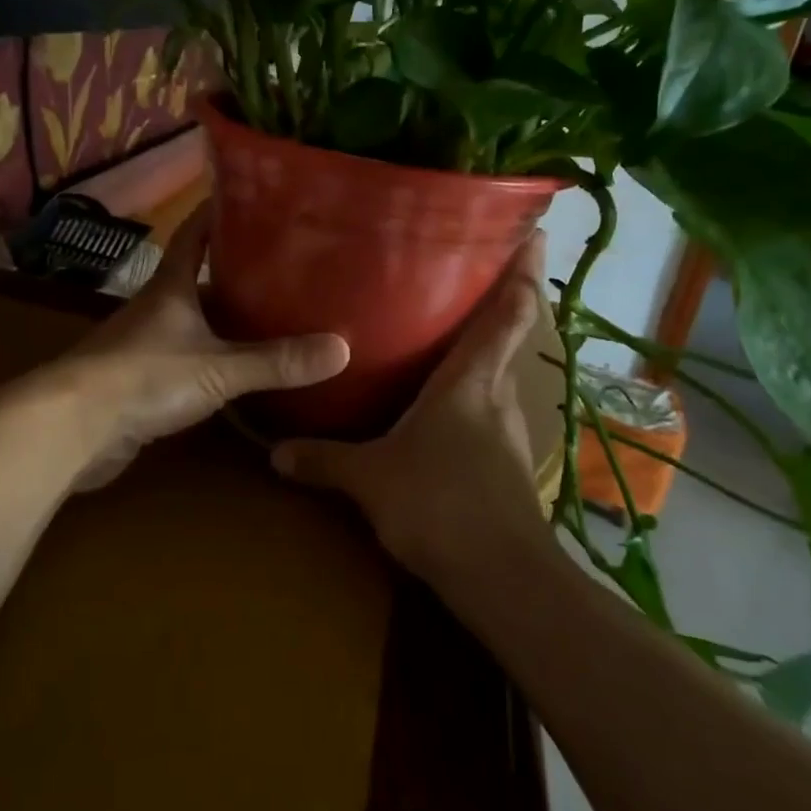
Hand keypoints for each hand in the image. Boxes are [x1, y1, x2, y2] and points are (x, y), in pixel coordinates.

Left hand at [62, 204, 349, 487]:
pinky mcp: (141, 379)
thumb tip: (342, 348)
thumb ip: (276, 361)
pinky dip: (213, 355)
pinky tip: (239, 367)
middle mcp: (157, 306)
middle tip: (285, 265)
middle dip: (237, 269)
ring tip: (274, 314)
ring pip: (194, 318)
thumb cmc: (145, 377)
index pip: (194, 232)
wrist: (74, 427)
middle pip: (199, 276)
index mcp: (171, 285)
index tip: (253, 198)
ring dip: (226, 316)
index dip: (219, 211)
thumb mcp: (218, 368)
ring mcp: (146, 342)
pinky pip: (187, 356)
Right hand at [271, 233, 552, 585]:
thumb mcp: (371, 479)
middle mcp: (497, 394)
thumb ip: (324, 460)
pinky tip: (442, 412)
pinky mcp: (508, 464)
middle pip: (507, 335)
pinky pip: (487, 412)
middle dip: (495, 303)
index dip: (525, 269)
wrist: (502, 579)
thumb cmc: (439, 504)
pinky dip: (471, 397)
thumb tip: (276, 453)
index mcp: (471, 379)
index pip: (510, 310)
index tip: (534, 231)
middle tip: (461, 275)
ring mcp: (509, 430)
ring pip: (496, 376)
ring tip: (443, 337)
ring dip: (480, 354)